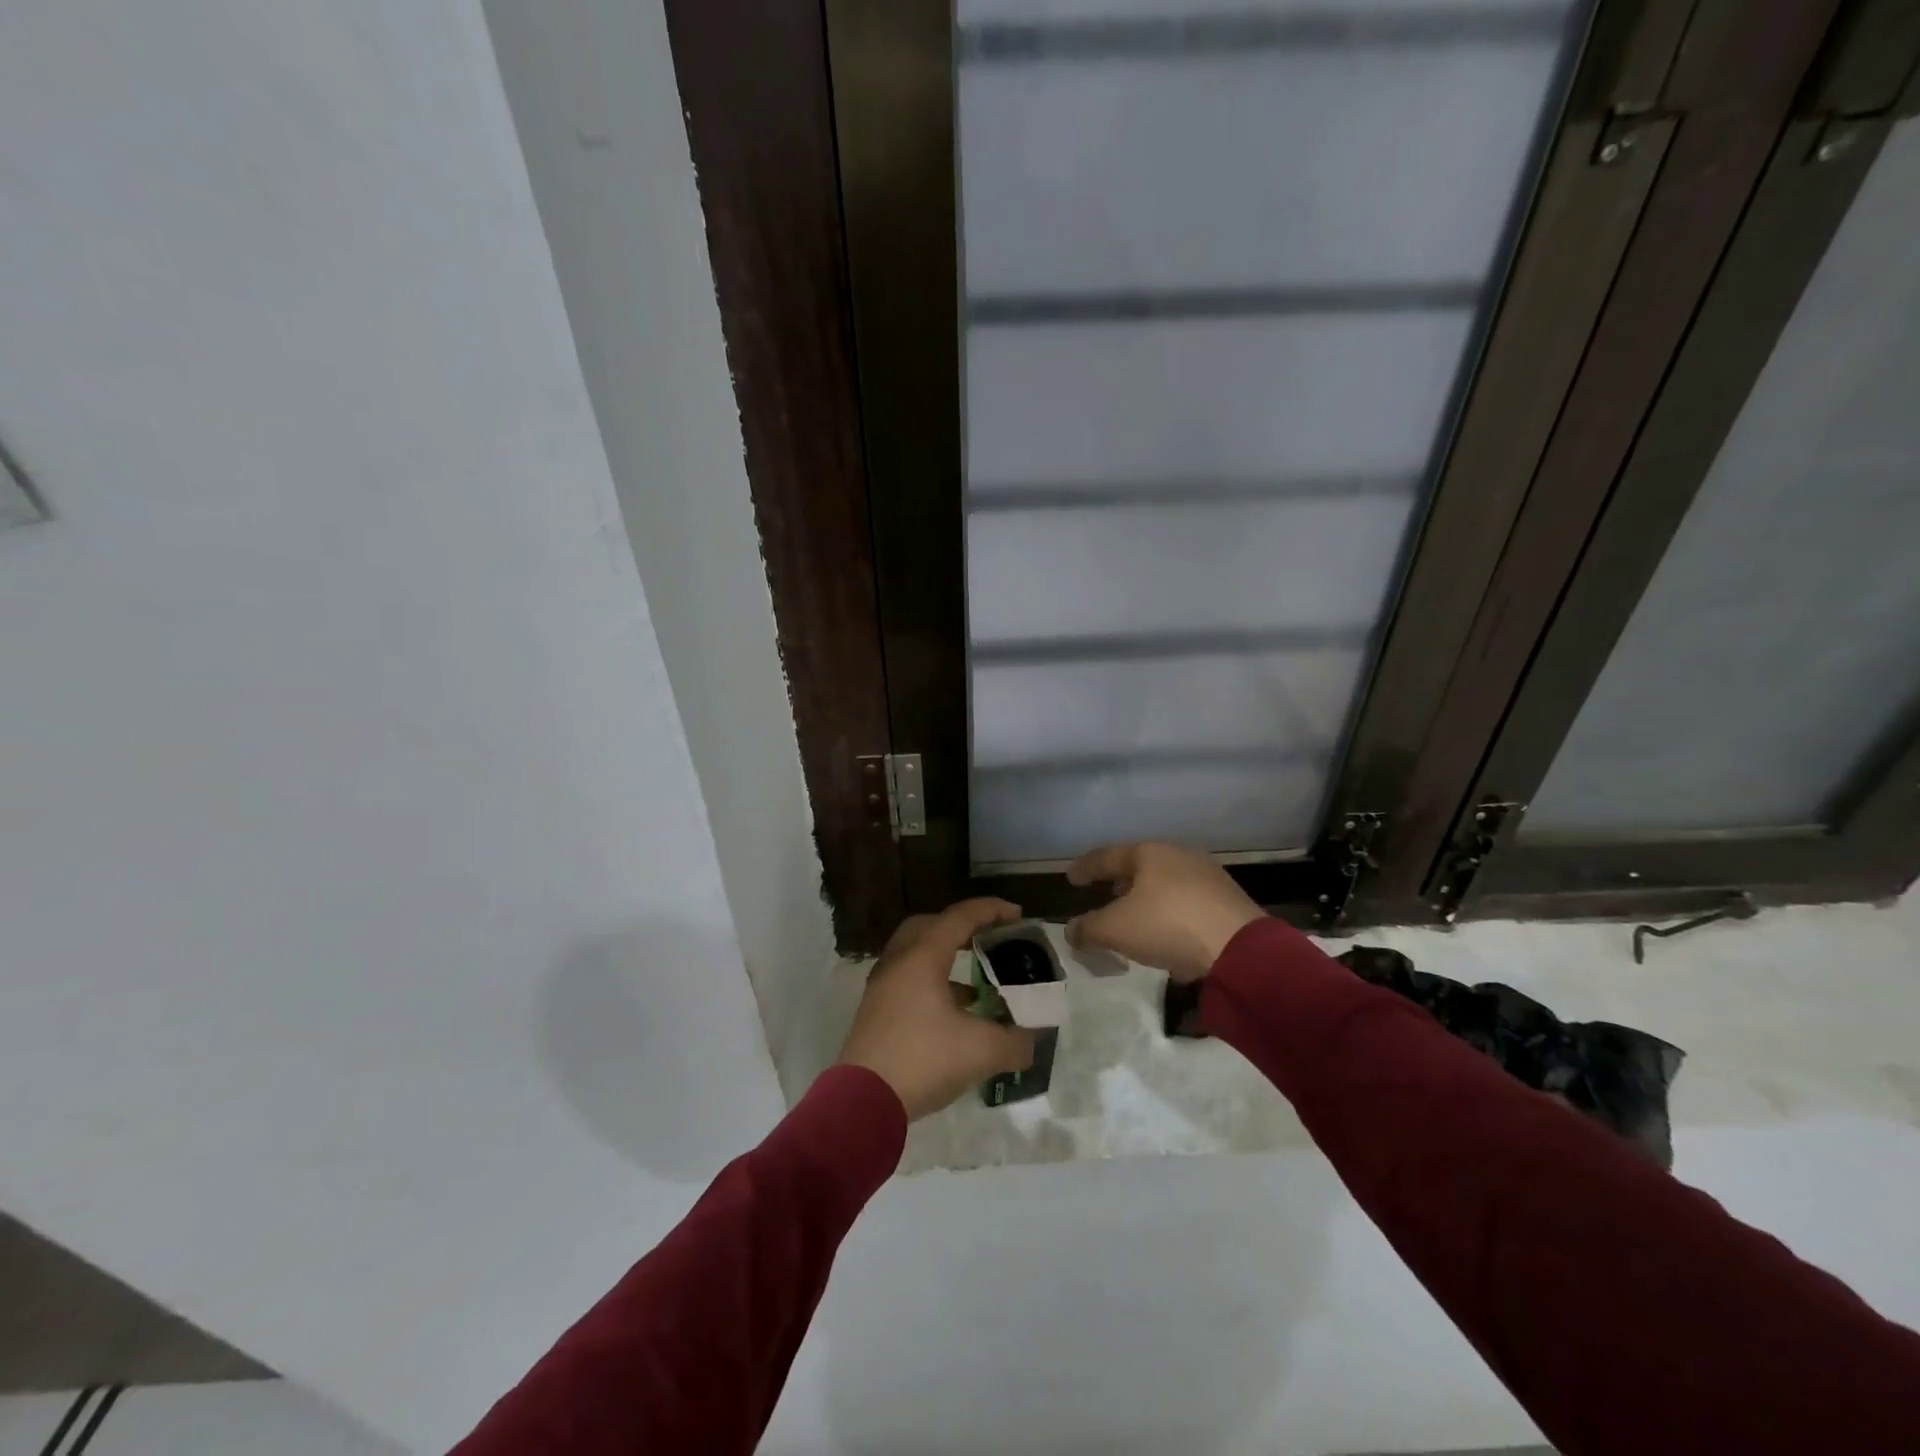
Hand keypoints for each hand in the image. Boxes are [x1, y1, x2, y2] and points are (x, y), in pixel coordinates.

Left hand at [836, 899, 1037, 1119]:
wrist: (862, 1101)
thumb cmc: (923, 1059)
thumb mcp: (981, 1051)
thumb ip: (1015, 1042)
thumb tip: (1031, 1042)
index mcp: (922, 956)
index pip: (960, 917)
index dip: (991, 910)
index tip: (1018, 914)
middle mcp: (898, 961)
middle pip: (930, 926)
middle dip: (962, 926)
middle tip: (988, 938)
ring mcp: (882, 986)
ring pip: (916, 954)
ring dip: (946, 957)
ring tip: (976, 981)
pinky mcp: (876, 1012)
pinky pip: (908, 980)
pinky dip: (933, 983)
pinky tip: (954, 1013)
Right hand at [1065, 842, 1264, 983]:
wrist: (1240, 948)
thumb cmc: (1167, 925)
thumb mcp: (1115, 930)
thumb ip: (1088, 928)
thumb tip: (1071, 930)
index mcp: (1148, 853)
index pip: (1107, 856)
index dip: (1085, 867)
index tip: (1071, 877)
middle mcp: (1178, 855)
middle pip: (1140, 864)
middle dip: (1120, 880)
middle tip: (1105, 893)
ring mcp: (1207, 875)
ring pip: (1166, 882)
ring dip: (1146, 897)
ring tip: (1135, 916)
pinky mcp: (1228, 899)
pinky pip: (1187, 901)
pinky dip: (1170, 911)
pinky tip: (1167, 932)